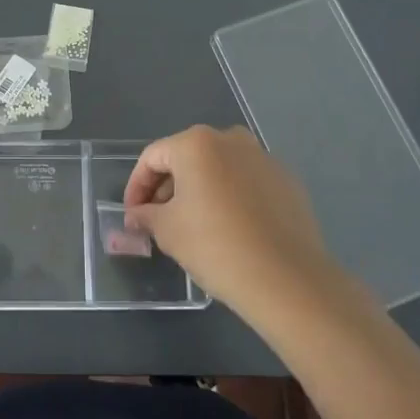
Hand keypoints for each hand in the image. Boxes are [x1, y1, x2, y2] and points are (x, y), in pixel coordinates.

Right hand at [124, 125, 341, 323]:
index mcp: (196, 143)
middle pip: (187, 158)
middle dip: (168, 187)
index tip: (132, 214)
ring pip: (219, 168)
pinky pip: (247, 182)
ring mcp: (263, 158)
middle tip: (158, 219)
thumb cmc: (215, 246)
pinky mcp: (287, 181)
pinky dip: (231, 197)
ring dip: (201, 190)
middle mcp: (231, 139)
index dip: (136, 186)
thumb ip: (146, 215)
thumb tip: (137, 215)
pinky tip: (230, 228)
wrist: (287, 279)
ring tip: (193, 224)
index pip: (153, 157)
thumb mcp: (168, 231)